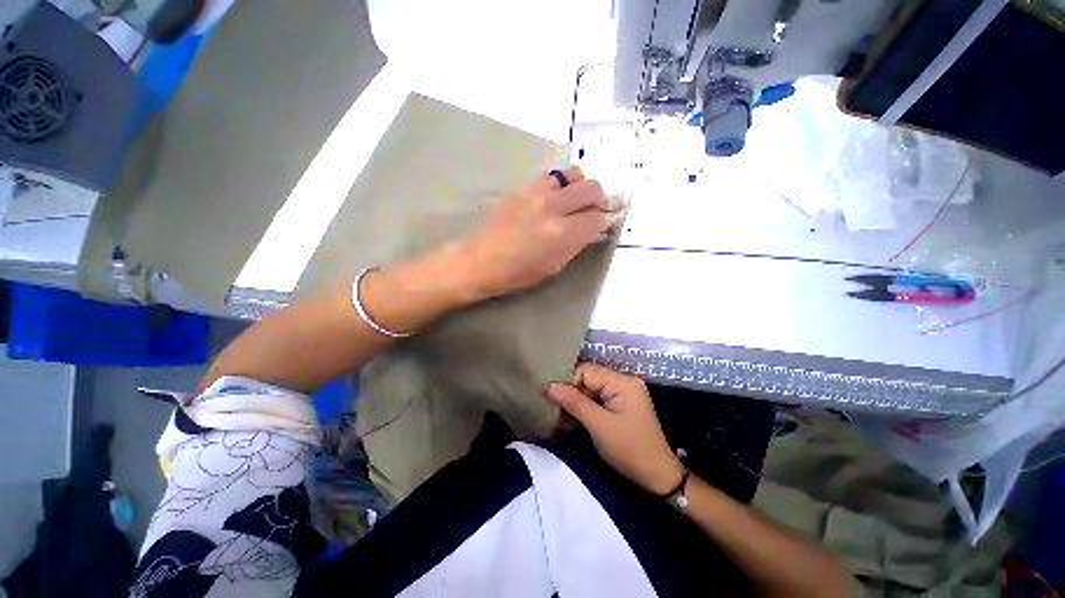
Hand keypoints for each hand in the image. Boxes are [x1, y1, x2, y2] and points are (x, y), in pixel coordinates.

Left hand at [460, 167, 619, 299]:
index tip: (611, 219)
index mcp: (563, 233)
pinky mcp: (524, 187)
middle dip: (602, 198)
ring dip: (583, 185)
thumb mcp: (554, 265)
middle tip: (600, 208)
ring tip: (579, 198)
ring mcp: (537, 193)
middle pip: (592, 188)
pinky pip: (553, 175)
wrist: (481, 260)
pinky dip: (563, 182)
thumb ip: (577, 242)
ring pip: (574, 173)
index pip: (597, 217)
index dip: (608, 218)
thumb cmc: (518, 272)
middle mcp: (554, 207)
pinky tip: (559, 195)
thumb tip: (594, 226)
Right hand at [546, 363, 684, 495]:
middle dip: (571, 393)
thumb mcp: (598, 425)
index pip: (586, 370)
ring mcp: (623, 393)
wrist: (657, 477)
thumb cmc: (629, 450)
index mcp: (621, 381)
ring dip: (576, 402)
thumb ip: (573, 402)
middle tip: (555, 409)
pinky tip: (574, 419)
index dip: (568, 383)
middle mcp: (623, 381)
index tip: (553, 400)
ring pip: (590, 389)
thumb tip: (548, 385)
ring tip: (562, 416)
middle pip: (588, 378)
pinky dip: (585, 408)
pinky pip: (597, 399)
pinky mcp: (621, 405)